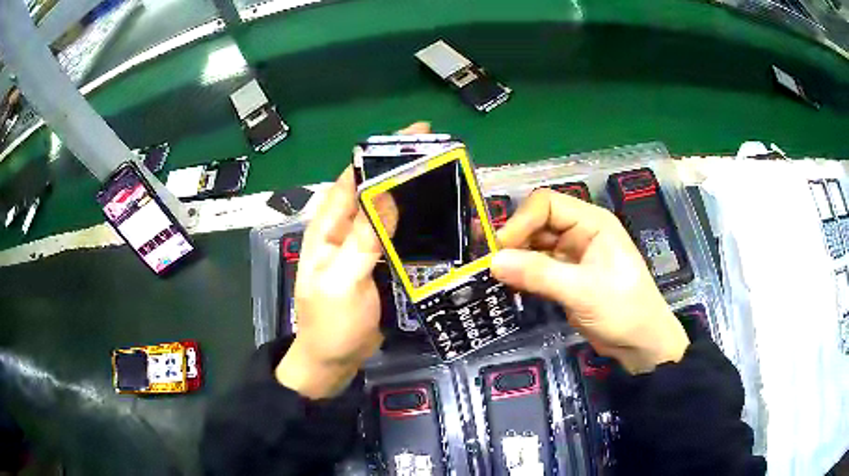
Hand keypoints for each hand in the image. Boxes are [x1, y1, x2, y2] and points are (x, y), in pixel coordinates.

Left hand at [275, 122, 430, 397]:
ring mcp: (366, 247)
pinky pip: (402, 237)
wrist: (334, 361)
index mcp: (329, 227)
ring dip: (415, 197)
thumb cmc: (330, 324)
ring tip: (449, 182)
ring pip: (392, 212)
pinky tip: (443, 221)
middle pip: (377, 191)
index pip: (354, 179)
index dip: (380, 155)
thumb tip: (387, 194)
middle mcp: (347, 230)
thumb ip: (362, 239)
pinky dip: (420, 226)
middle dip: (405, 171)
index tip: (415, 136)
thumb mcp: (342, 281)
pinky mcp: (382, 264)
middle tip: (443, 157)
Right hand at [491, 189, 688, 373]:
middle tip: (489, 265)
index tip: (500, 250)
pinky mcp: (567, 276)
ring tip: (493, 275)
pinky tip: (508, 284)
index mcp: (591, 222)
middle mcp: (580, 232)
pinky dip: (522, 273)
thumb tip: (494, 261)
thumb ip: (539, 274)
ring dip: (515, 258)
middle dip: (514, 240)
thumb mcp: (582, 291)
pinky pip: (538, 267)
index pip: (546, 204)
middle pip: (537, 223)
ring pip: (535, 245)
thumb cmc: (623, 309)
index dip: (520, 221)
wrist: (640, 343)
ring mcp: (573, 255)